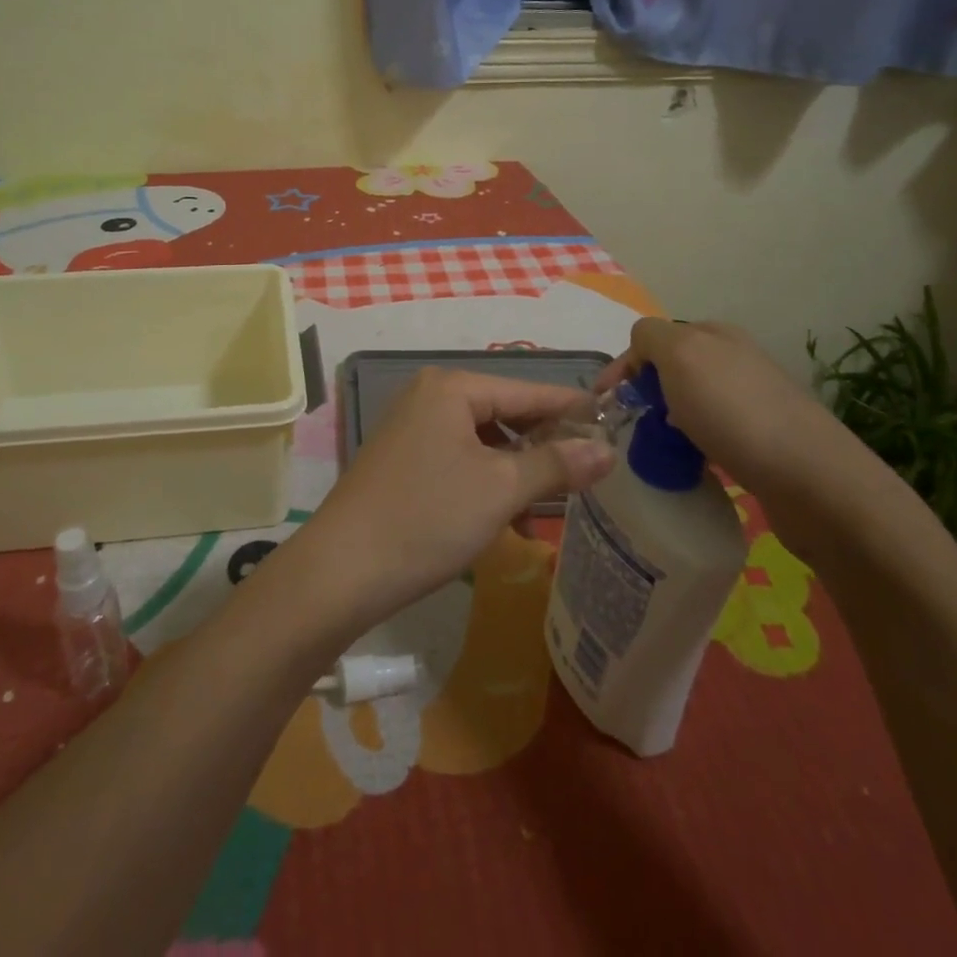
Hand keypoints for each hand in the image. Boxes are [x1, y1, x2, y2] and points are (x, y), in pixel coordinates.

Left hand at [282, 369, 614, 633]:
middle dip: (543, 446)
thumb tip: (606, 449)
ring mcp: (410, 427)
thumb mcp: (501, 489)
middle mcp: (428, 396)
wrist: (342, 569)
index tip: (613, 425)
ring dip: (515, 471)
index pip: (528, 390)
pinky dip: (485, 482)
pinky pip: (458, 459)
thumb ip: (556, 464)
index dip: (571, 408)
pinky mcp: (401, 459)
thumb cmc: (428, 517)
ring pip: (482, 441)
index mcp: (451, 388)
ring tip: (543, 512)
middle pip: (504, 413)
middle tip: (586, 476)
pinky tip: (504, 519)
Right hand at [598, 319, 897, 552]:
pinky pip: (711, 434)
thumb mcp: (681, 355)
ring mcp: (754, 401)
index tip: (603, 402)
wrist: (813, 481)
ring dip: (667, 421)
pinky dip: (692, 445)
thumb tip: (642, 346)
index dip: (625, 365)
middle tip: (629, 424)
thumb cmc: (735, 412)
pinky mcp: (765, 441)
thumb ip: (651, 337)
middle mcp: (736, 360)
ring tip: (656, 448)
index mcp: (715, 335)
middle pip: (673, 370)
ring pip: (691, 403)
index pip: (653, 338)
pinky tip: (691, 463)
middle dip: (645, 392)